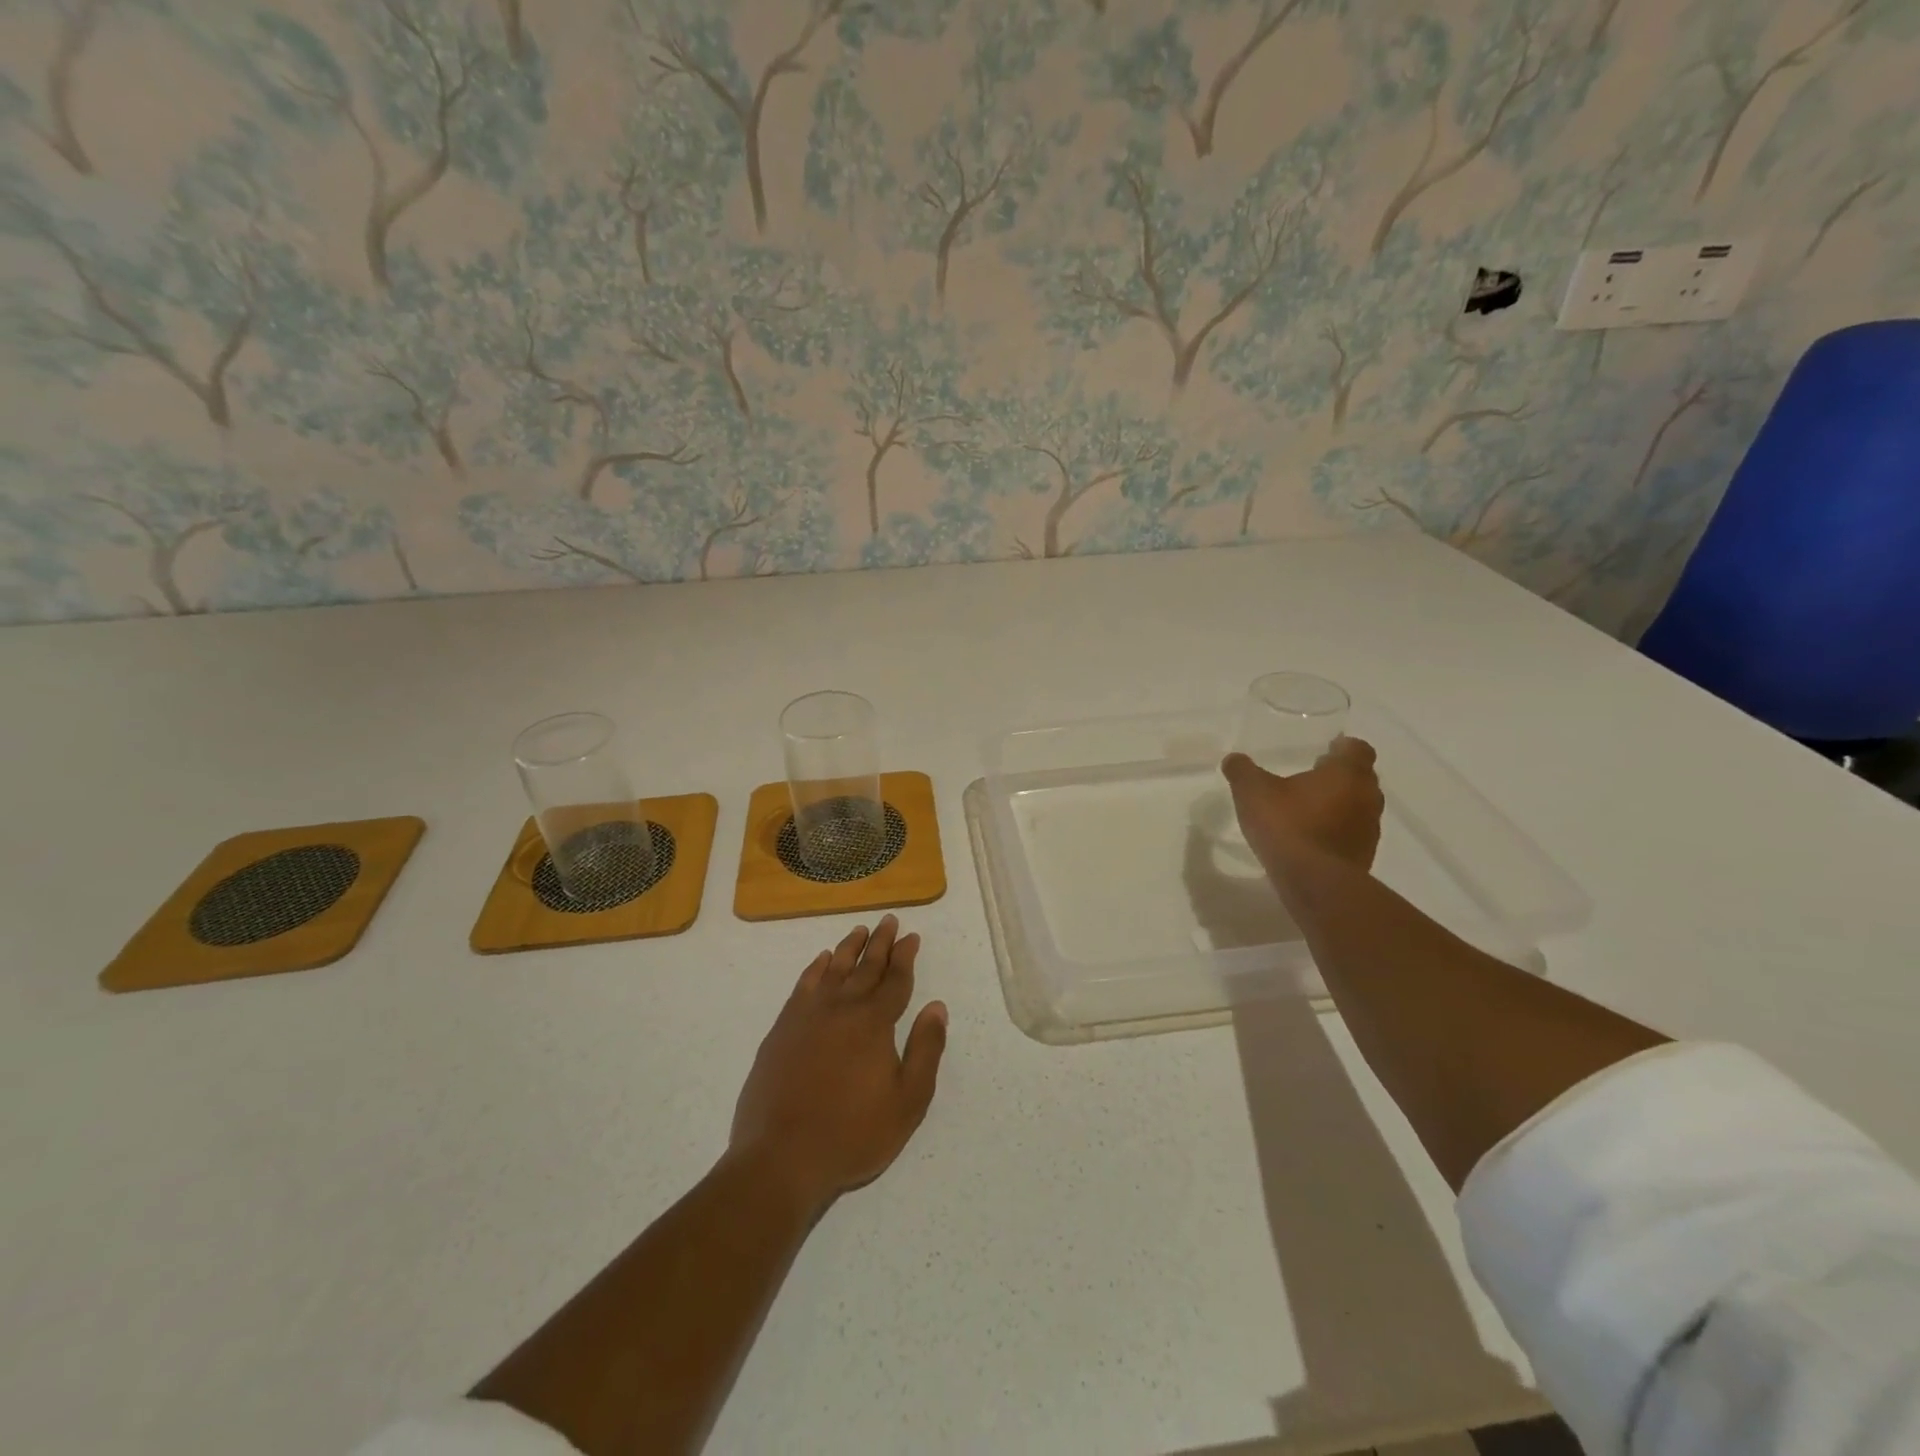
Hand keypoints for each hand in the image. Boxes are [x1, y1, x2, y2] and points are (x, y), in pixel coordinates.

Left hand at [729, 915, 947, 1215]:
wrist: (781, 1157)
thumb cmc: (852, 1134)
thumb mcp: (908, 1101)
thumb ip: (926, 1050)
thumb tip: (937, 1007)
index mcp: (874, 1023)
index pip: (895, 980)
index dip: (905, 957)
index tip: (911, 936)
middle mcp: (841, 1008)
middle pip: (865, 967)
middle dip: (880, 943)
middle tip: (888, 920)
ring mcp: (807, 1016)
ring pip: (833, 970)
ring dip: (849, 948)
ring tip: (859, 931)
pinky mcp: (782, 1030)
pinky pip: (803, 986)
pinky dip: (815, 969)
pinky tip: (821, 961)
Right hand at [1222, 736, 1384, 871]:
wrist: (1314, 882)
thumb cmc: (1288, 825)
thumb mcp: (1252, 792)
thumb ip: (1242, 771)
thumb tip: (1233, 759)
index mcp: (1347, 773)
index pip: (1358, 748)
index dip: (1342, 747)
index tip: (1325, 750)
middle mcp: (1367, 797)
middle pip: (1360, 777)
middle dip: (1339, 776)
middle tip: (1311, 777)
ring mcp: (1369, 829)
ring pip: (1358, 807)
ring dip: (1338, 805)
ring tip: (1307, 810)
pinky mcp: (1364, 856)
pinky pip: (1352, 834)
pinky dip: (1336, 831)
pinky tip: (1310, 838)